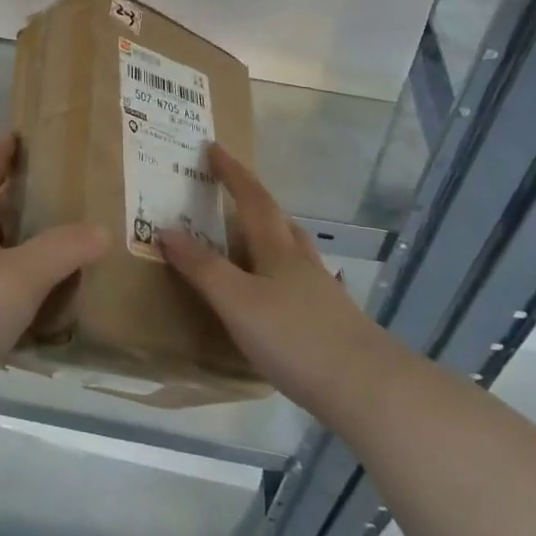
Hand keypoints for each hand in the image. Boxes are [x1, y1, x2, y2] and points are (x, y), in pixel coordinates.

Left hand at [0, 132, 107, 404]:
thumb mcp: (23, 272)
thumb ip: (63, 249)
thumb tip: (101, 230)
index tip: (13, 136)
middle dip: (13, 205)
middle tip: (50, 196)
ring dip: (20, 253)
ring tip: (58, 250)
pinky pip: (0, 301)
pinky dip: (22, 297)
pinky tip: (46, 308)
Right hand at [162, 143, 381, 418]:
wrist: (369, 389)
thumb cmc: (295, 338)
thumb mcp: (237, 302)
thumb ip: (202, 267)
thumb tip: (166, 228)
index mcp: (276, 249)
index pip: (252, 198)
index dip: (231, 172)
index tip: (214, 147)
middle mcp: (301, 262)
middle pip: (278, 219)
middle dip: (253, 199)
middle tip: (230, 190)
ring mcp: (322, 291)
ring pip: (294, 249)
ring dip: (272, 234)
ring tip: (253, 237)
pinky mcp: (333, 321)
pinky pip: (301, 282)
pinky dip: (284, 275)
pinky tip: (283, 294)